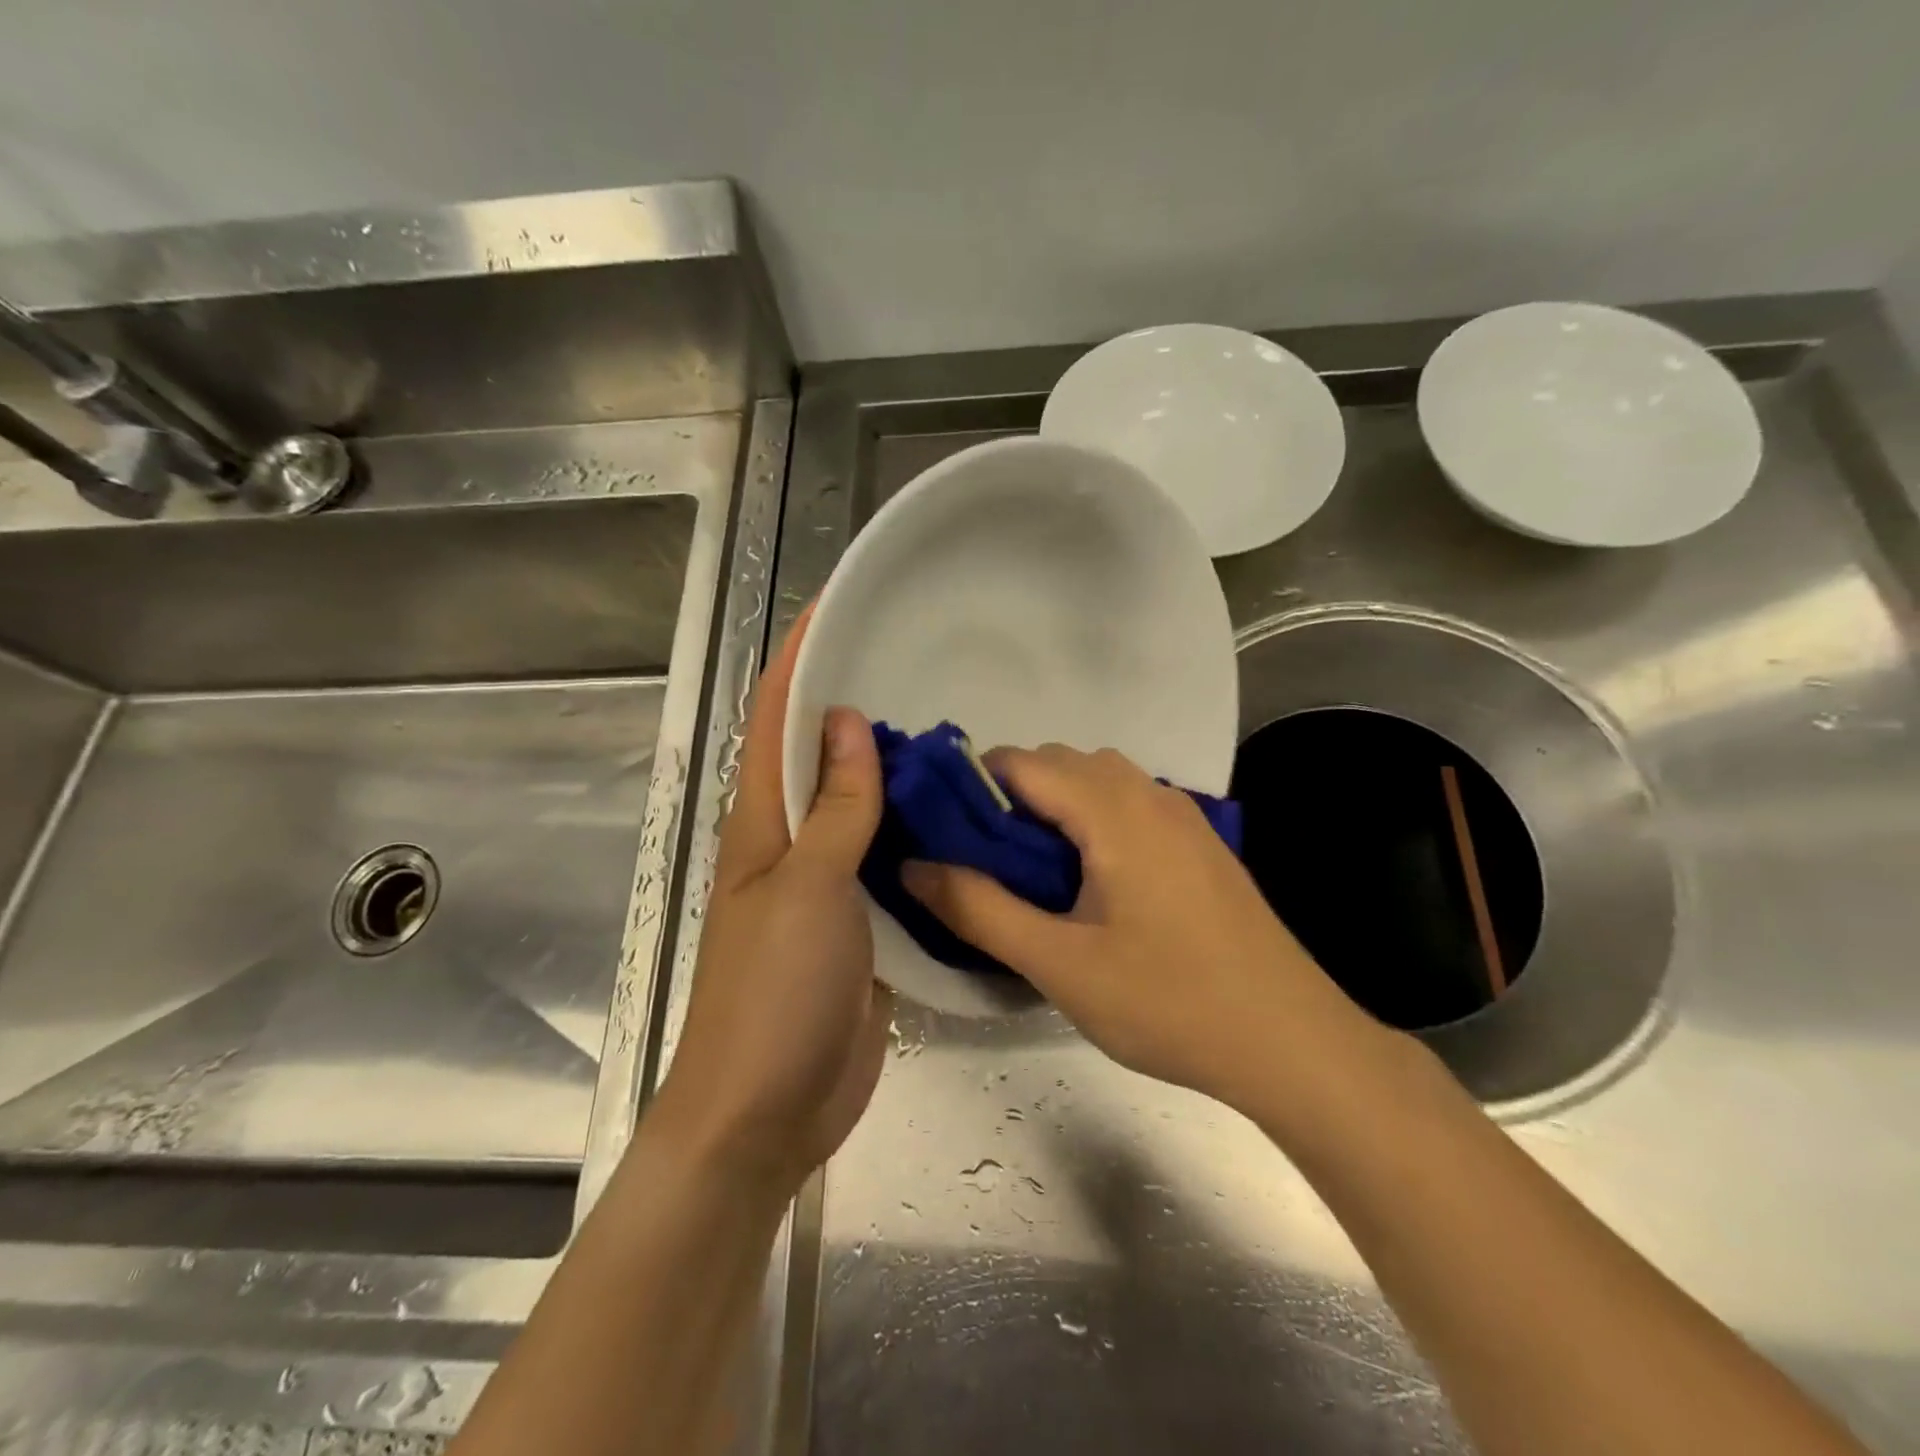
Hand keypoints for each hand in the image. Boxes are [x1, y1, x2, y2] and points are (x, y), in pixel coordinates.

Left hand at [649, 609, 893, 1196]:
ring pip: (860, 808)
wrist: (769, 1110)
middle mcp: (792, 844)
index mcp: (763, 825)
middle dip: (855, 703)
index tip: (832, 608)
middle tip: (916, 663)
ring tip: (950, 728)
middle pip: (821, 757)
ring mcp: (829, 885)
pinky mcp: (863, 923)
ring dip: (893, 769)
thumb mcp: (807, 889)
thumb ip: (834, 809)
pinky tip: (956, 814)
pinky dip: (914, 830)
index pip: (775, 722)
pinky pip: (889, 860)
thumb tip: (849, 722)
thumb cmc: (773, 994)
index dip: (798, 661)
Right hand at [904, 745, 1377, 1110]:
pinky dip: (1090, 818)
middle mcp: (1149, 793)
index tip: (940, 831)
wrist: (1292, 1042)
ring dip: (1052, 806)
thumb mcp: (1058, 963)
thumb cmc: (1169, 1002)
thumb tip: (913, 865)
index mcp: (1113, 809)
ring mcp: (1183, 815)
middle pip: (1058, 762)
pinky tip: (1089, 881)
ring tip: (1031, 873)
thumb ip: (978, 908)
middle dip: (1008, 797)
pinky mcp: (1200, 842)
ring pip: (1097, 780)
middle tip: (981, 862)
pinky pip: (1128, 804)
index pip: (1020, 762)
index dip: (969, 786)